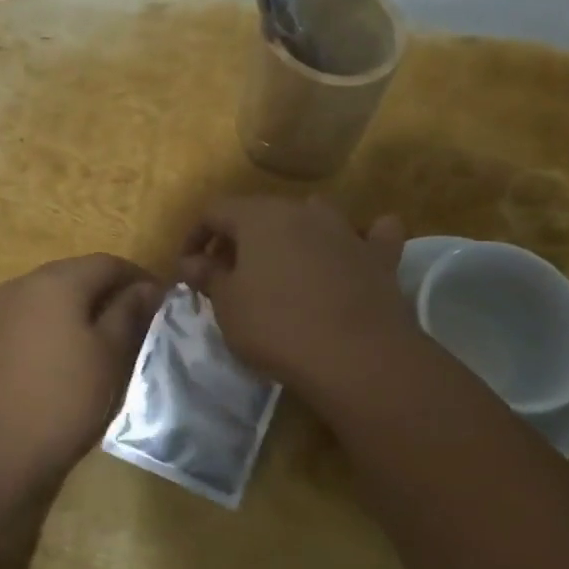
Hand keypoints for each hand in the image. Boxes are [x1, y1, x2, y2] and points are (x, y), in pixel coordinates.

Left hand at [0, 254, 163, 484]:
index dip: (139, 278)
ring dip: (81, 315)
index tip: (163, 304)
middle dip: (109, 295)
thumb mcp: (108, 358)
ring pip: (51, 302)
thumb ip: (129, 315)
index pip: (108, 263)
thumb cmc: (59, 401)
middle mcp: (21, 286)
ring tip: (106, 349)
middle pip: (75, 277)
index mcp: (55, 281)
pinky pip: (30, 325)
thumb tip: (146, 287)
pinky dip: (55, 334)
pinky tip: (66, 366)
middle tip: (138, 327)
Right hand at [178, 197, 412, 391]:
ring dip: (293, 234)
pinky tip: (355, 252)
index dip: (195, 237)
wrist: (357, 356)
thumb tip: (190, 261)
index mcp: (259, 216)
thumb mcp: (228, 305)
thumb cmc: (277, 326)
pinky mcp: (380, 257)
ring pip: (313, 216)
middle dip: (239, 239)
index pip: (214, 211)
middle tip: (227, 274)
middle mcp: (302, 211)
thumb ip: (208, 276)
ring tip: (283, 266)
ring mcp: (345, 231)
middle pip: (261, 213)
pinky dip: (361, 240)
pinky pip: (371, 236)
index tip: (188, 269)